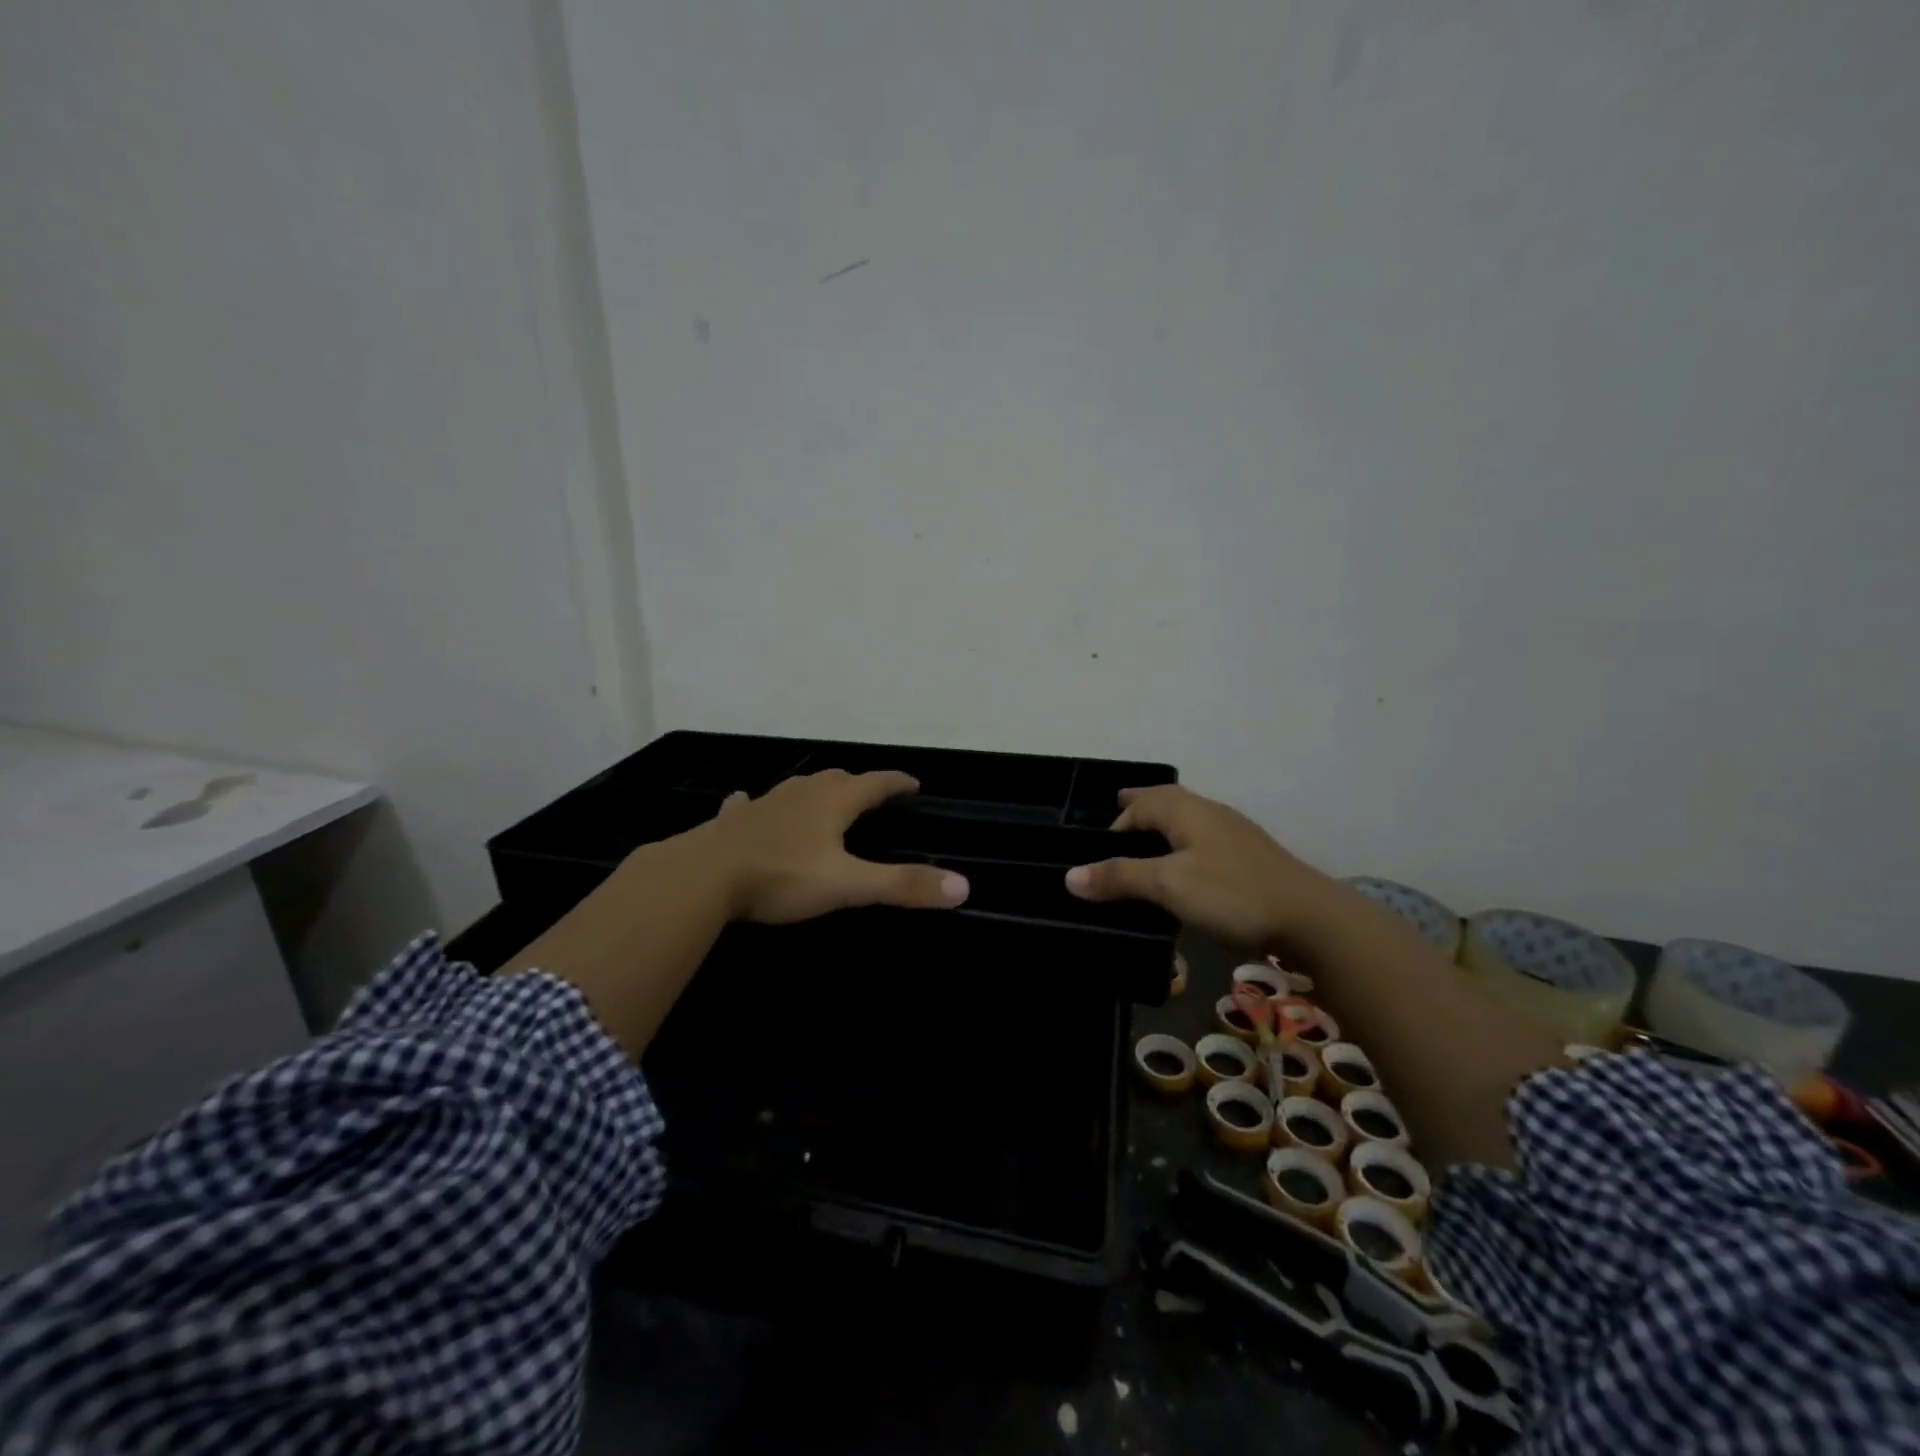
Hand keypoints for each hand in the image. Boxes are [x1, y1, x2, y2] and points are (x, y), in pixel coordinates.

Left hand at [694, 770, 969, 923]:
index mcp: (832, 802)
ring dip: (815, 791)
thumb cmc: (781, 876)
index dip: (897, 782)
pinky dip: (756, 804)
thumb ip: (902, 885)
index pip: (875, 783)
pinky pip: (748, 805)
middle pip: (837, 779)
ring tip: (823, 799)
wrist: (702, 876)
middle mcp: (800, 794)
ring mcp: (763, 804)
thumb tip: (962, 886)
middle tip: (872, 795)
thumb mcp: (848, 885)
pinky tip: (747, 804)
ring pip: (796, 788)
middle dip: (858, 784)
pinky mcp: (732, 821)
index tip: (914, 783)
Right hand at [1063, 784, 1335, 949]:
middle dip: (1139, 809)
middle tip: (1117, 823)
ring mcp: (1234, 835)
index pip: (1140, 804)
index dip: (1117, 823)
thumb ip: (1120, 877)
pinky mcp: (1251, 859)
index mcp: (1187, 811)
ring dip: (1162, 829)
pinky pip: (1203, 842)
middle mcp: (1210, 813)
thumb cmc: (1232, 894)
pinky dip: (1183, 848)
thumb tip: (1069, 875)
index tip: (1101, 854)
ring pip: (1187, 822)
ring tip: (1145, 850)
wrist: (1312, 919)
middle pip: (1166, 802)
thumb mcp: (1169, 885)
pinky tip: (1186, 874)